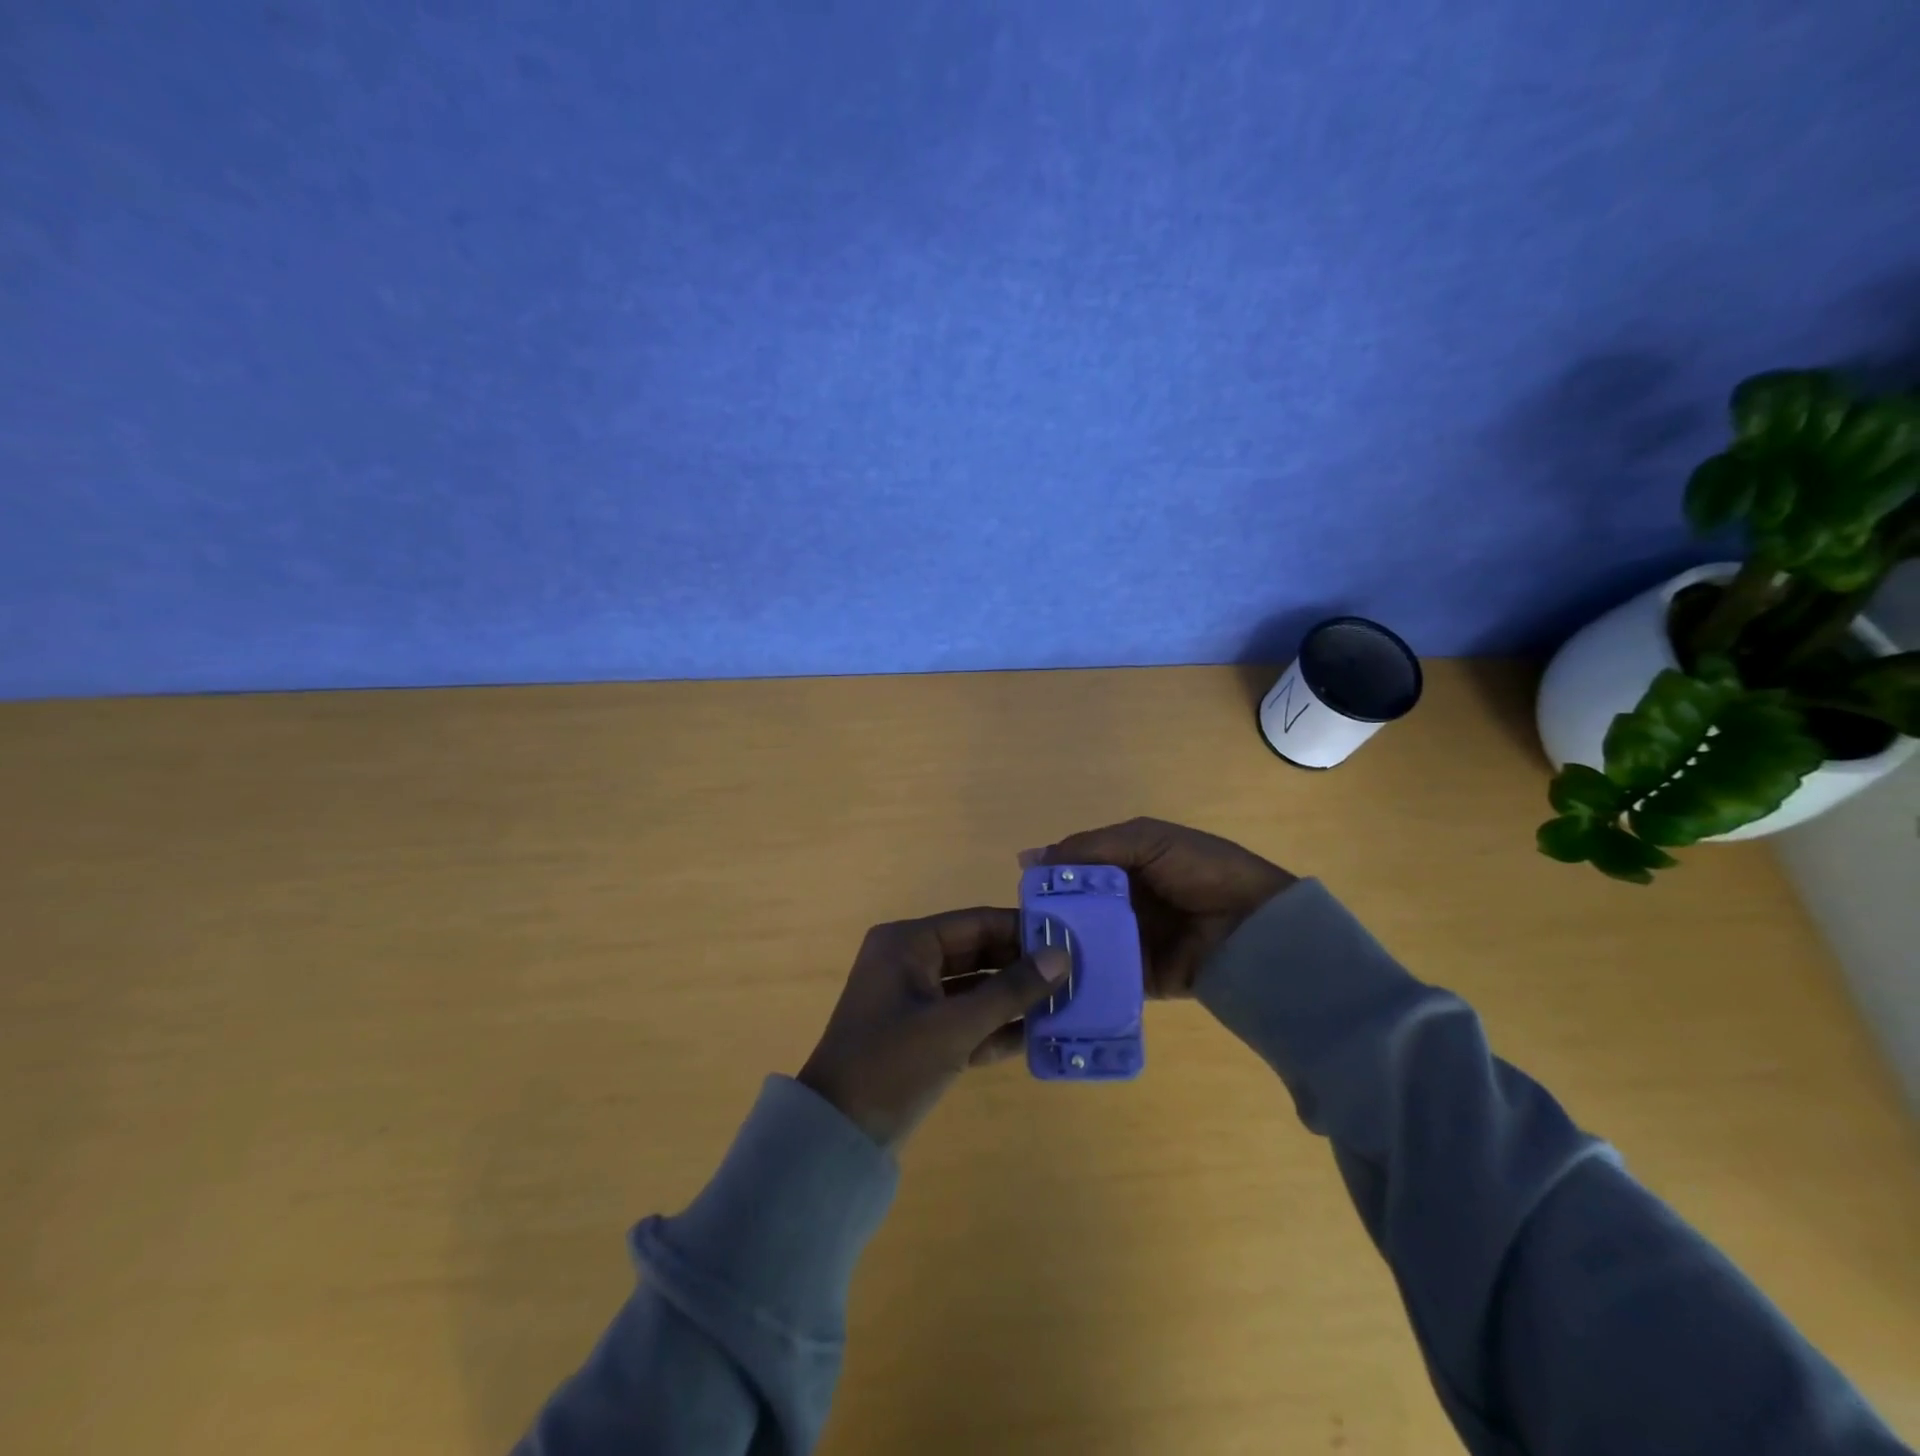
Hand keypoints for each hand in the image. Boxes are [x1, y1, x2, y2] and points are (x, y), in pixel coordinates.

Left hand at [796, 908, 1069, 1149]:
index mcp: (907, 943)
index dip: (1022, 930)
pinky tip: (1037, 1035)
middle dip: (1021, 966)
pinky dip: (994, 1026)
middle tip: (1073, 973)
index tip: (1068, 938)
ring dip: (1012, 998)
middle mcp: (908, 961)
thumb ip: (1010, 990)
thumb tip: (1062, 957)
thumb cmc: (892, 1064)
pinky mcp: (919, 1034)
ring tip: (1065, 1002)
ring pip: (973, 988)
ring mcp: (912, 999)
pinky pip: (964, 1018)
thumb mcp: (955, 1025)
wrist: (837, 1136)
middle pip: (977, 953)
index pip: (976, 923)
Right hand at [1035, 818, 1296, 998]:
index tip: (1020, 892)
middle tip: (1017, 933)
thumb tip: (1028, 858)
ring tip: (1027, 963)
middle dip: (1047, 919)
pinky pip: (1102, 978)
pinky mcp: (1138, 978)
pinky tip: (1053, 986)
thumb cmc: (1201, 870)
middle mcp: (1121, 904)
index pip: (1072, 872)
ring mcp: (1128, 943)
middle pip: (1073, 911)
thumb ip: (1090, 847)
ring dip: (1059, 950)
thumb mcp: (1145, 840)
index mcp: (1122, 866)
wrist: (1255, 925)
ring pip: (1083, 945)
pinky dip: (1081, 980)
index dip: (1047, 880)